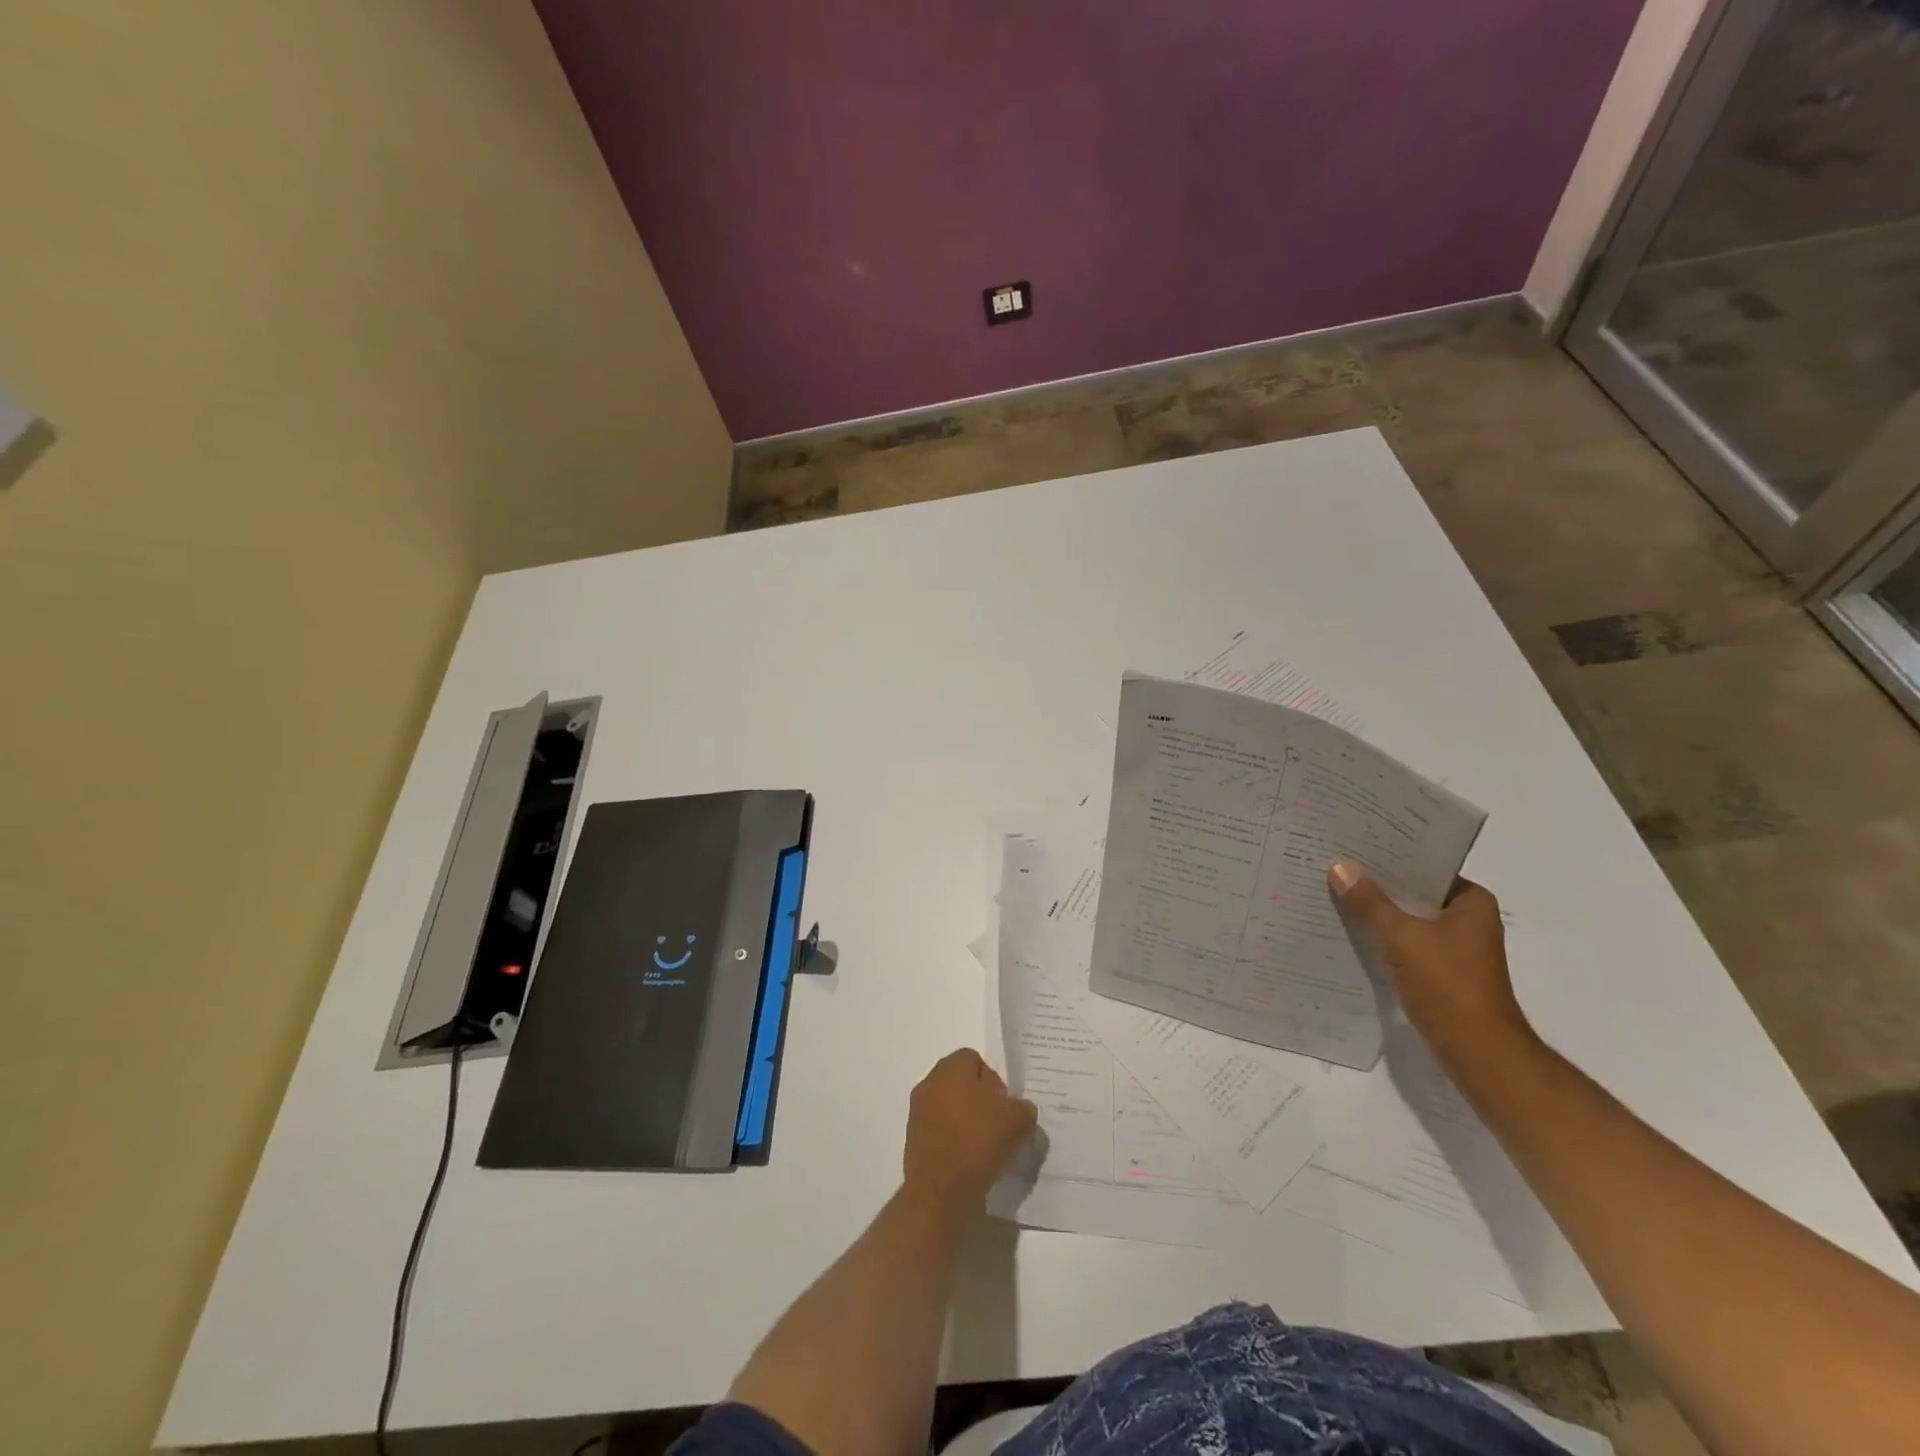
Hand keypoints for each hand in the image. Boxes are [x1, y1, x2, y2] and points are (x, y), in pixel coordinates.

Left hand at [902, 1049, 1037, 1213]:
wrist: (942, 1191)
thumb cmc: (979, 1141)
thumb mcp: (1017, 1120)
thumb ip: (1023, 1108)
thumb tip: (1020, 1109)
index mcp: (951, 1068)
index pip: (975, 1060)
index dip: (994, 1080)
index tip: (1005, 1106)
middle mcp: (930, 1083)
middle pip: (961, 1084)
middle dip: (980, 1100)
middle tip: (999, 1125)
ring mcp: (918, 1112)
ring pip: (950, 1109)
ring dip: (967, 1122)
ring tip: (987, 1148)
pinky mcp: (914, 1141)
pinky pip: (941, 1132)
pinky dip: (954, 1142)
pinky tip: (970, 1162)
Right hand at [1327, 863, 1535, 1064]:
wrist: (1476, 1049)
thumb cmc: (1447, 983)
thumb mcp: (1402, 936)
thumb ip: (1370, 902)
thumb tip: (1338, 867)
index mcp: (1472, 902)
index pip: (1425, 867)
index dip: (1389, 857)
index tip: (1353, 846)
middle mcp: (1469, 919)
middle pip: (1415, 892)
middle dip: (1378, 884)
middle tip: (1336, 866)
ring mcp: (1456, 946)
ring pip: (1409, 918)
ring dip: (1379, 911)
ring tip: (1337, 893)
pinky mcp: (1442, 969)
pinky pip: (1407, 941)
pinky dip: (1384, 936)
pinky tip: (1352, 930)